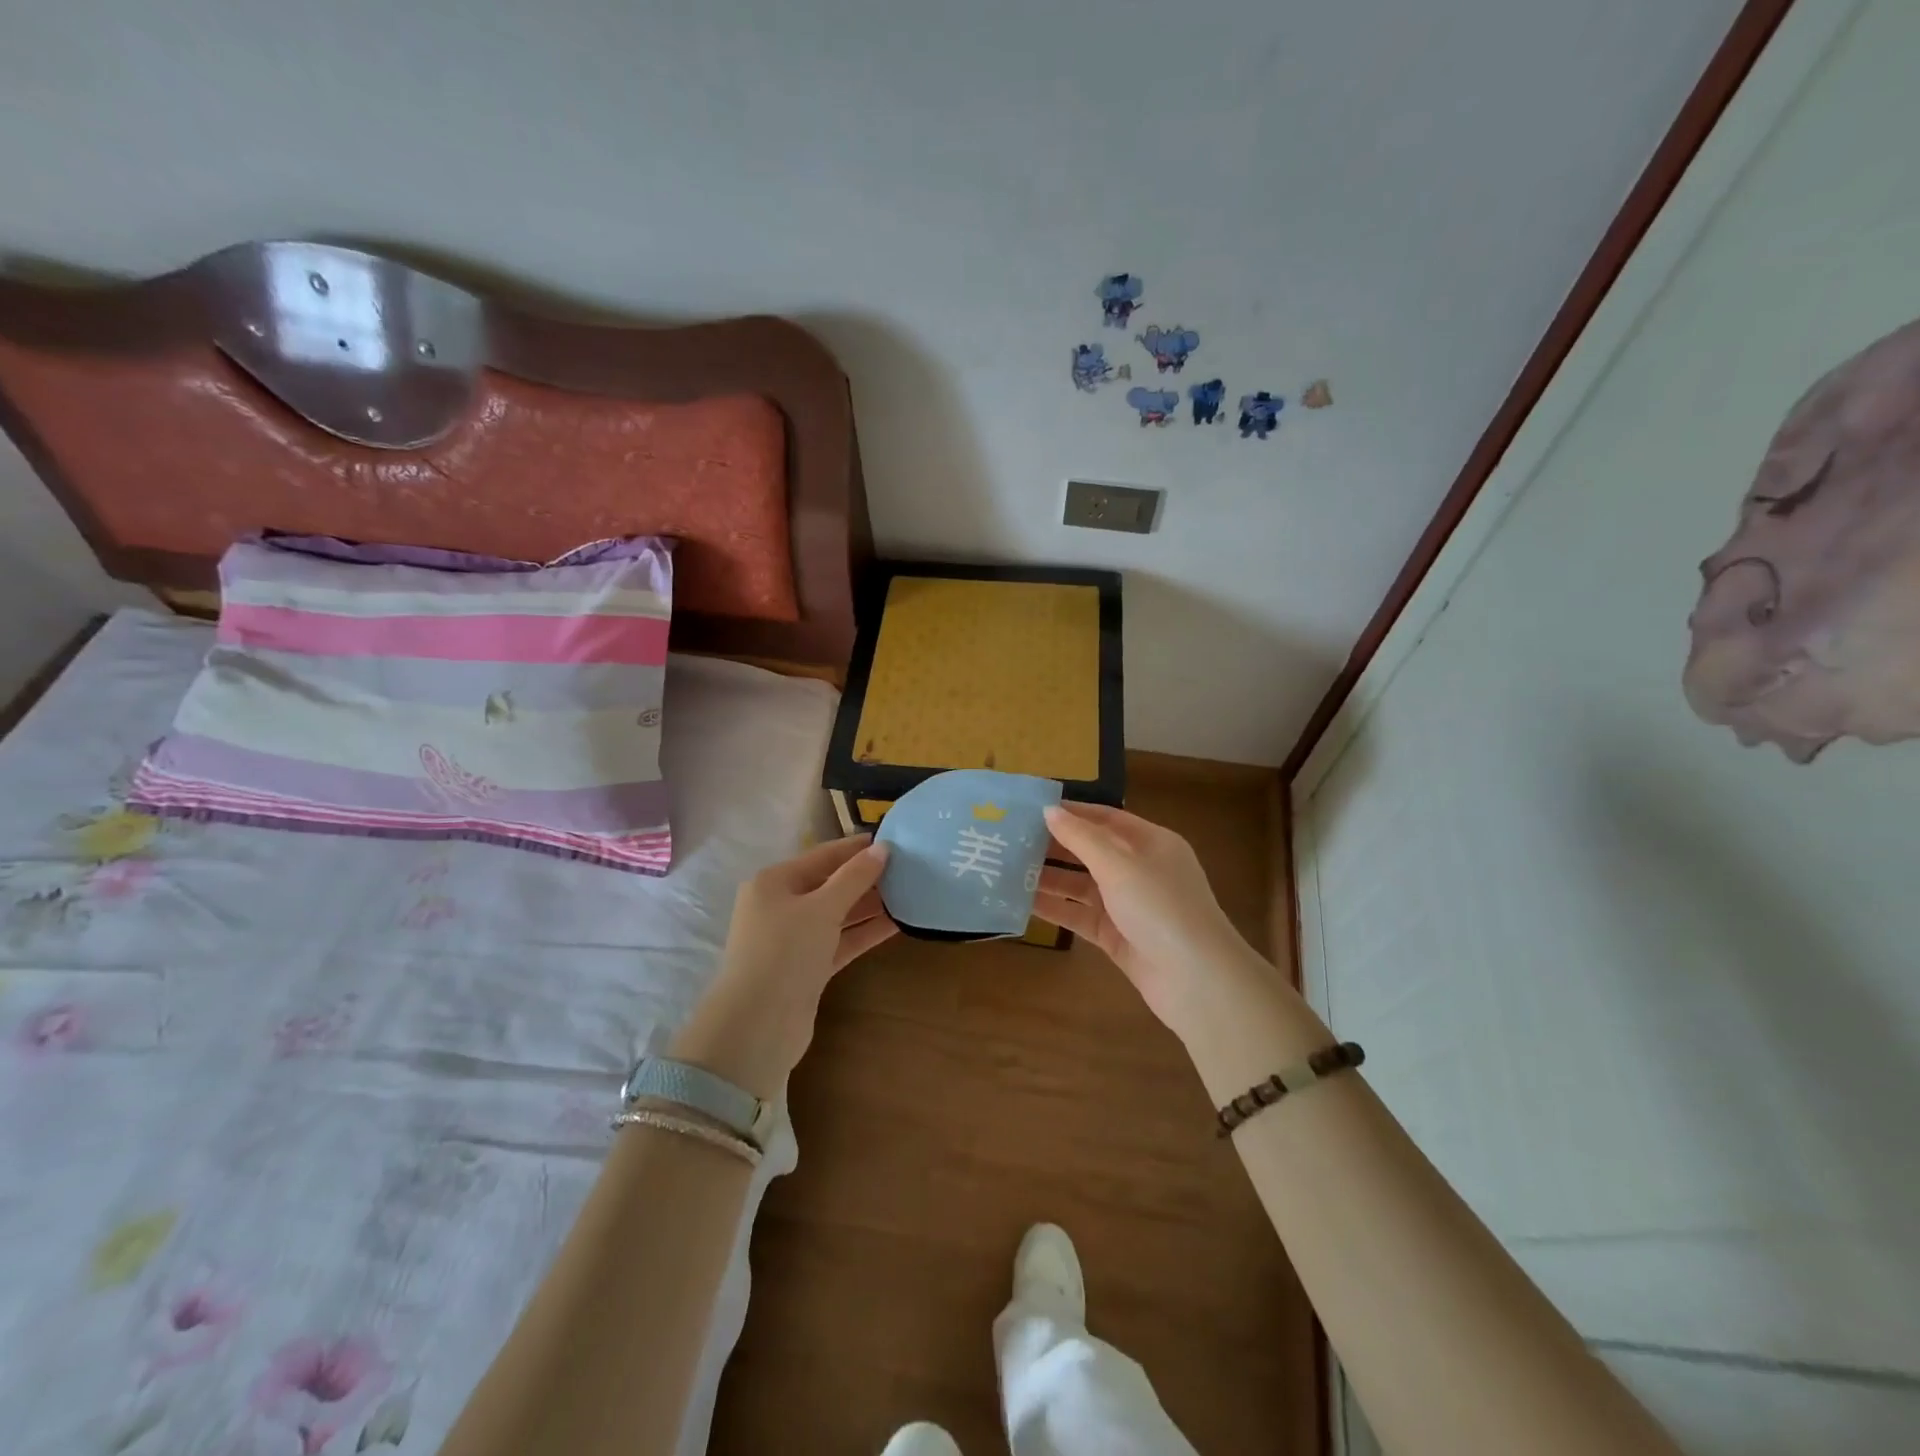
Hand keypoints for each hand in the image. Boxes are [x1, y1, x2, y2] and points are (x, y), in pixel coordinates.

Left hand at [669, 835, 895, 1097]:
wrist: (757, 1027)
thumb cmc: (785, 952)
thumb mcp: (822, 908)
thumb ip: (855, 877)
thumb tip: (882, 848)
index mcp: (774, 882)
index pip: (823, 855)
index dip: (857, 847)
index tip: (894, 839)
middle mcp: (781, 906)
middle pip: (830, 884)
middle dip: (866, 877)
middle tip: (909, 867)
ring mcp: (793, 939)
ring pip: (837, 914)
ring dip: (870, 905)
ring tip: (910, 892)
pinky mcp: (807, 968)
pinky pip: (841, 941)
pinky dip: (865, 933)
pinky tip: (897, 924)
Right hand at [1035, 803, 1269, 1037]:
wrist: (1197, 981)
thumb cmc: (1161, 907)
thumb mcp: (1120, 865)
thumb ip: (1081, 837)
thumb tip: (1049, 811)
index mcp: (1151, 843)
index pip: (1106, 818)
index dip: (1072, 813)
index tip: (1032, 809)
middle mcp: (1140, 870)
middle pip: (1091, 851)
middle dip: (1055, 846)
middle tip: (1012, 840)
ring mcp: (1129, 905)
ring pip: (1082, 885)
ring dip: (1050, 878)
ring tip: (1009, 869)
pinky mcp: (1117, 936)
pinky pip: (1080, 916)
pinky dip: (1056, 909)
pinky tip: (1024, 902)